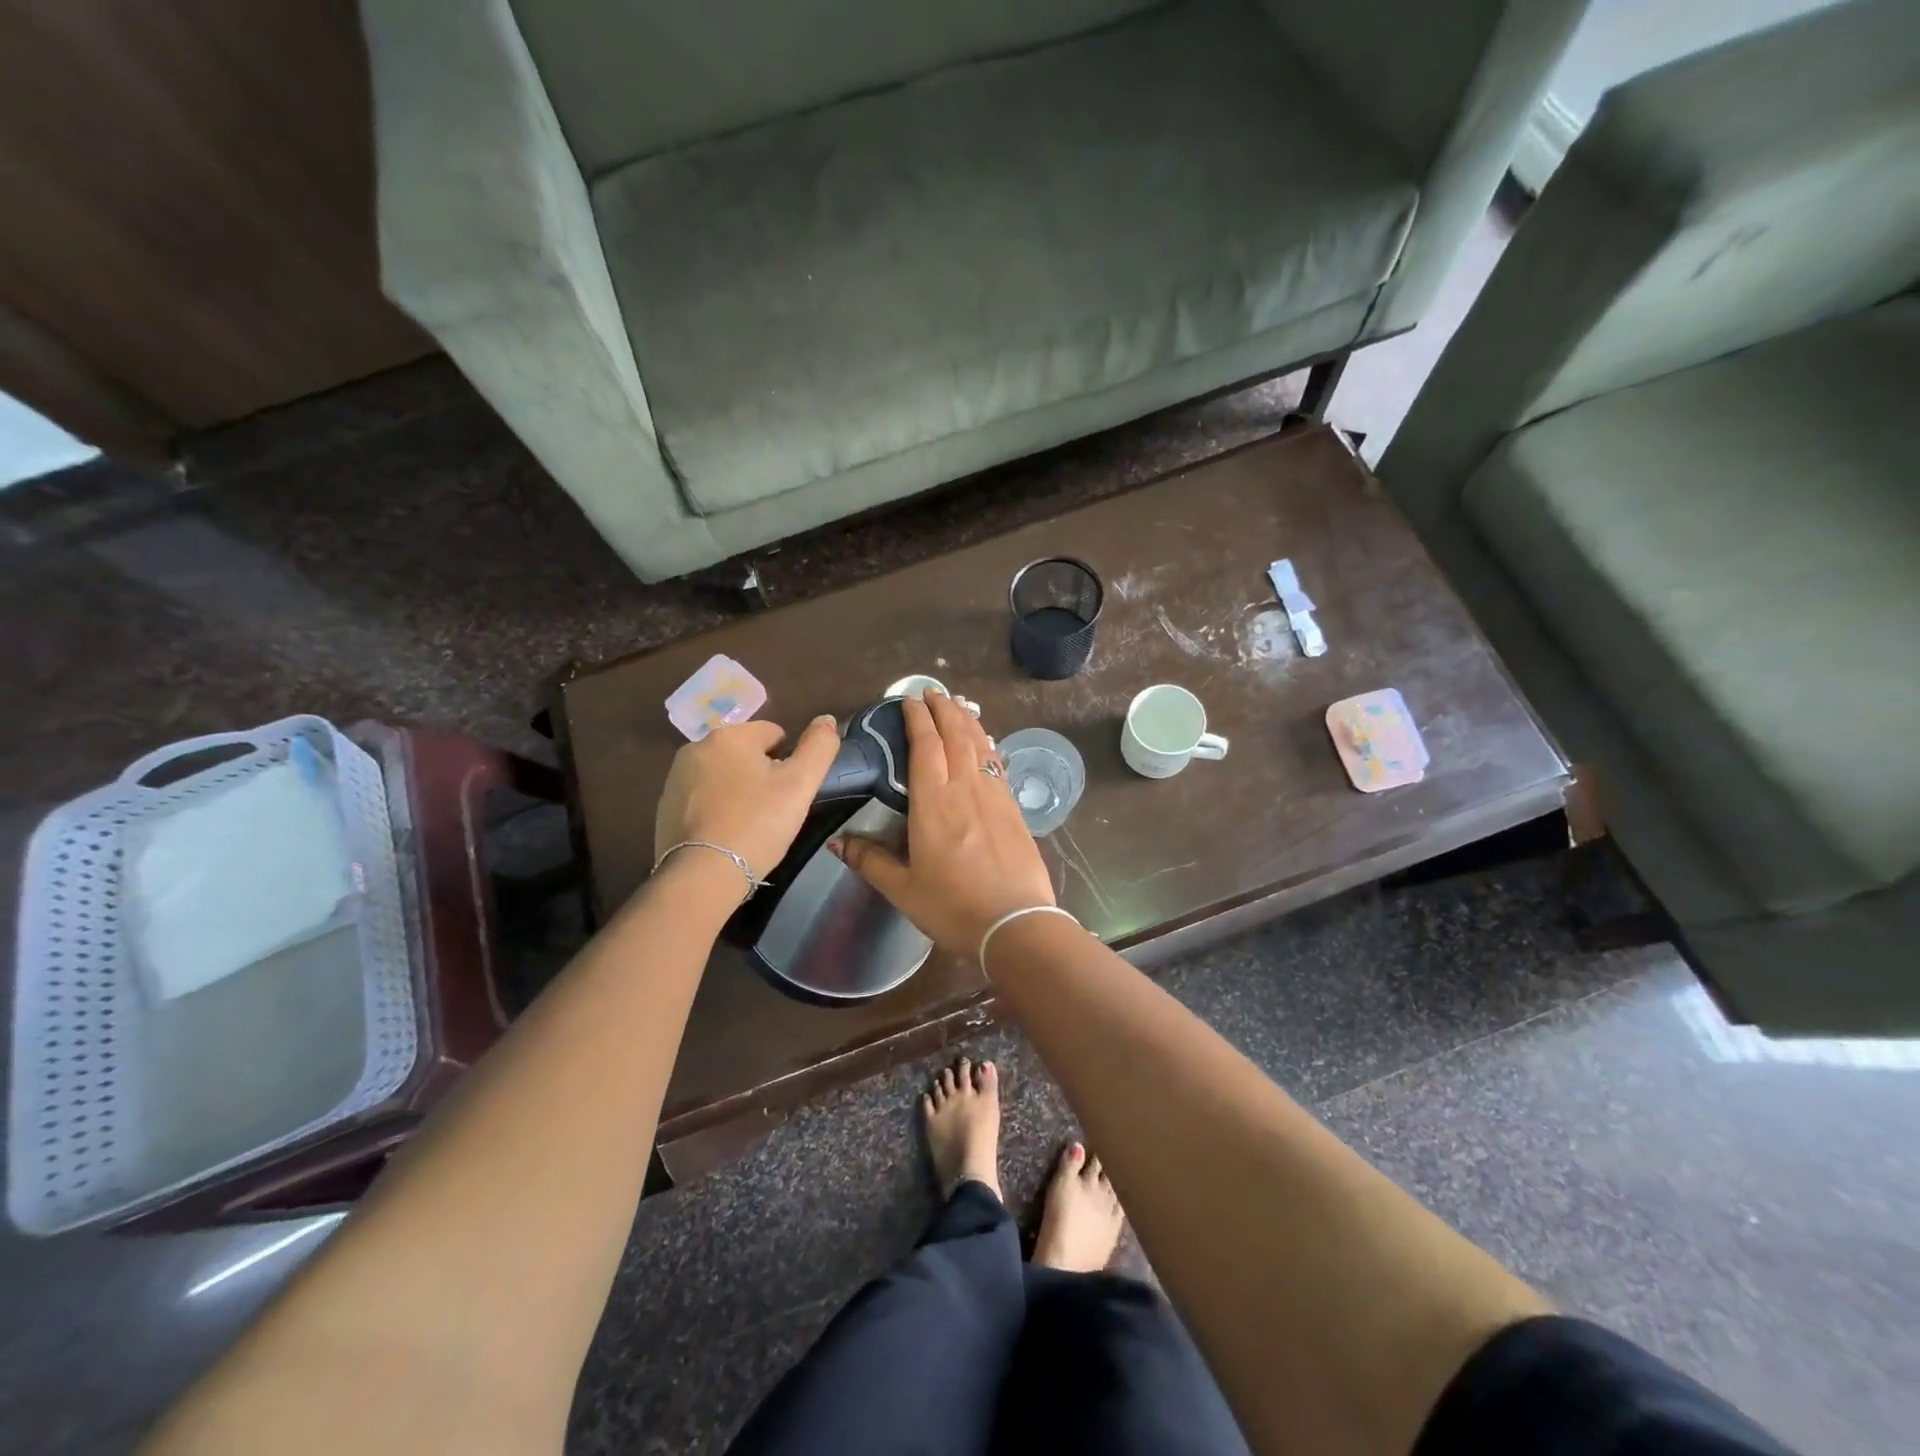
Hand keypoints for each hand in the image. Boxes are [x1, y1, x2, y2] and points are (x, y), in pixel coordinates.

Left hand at [654, 717, 841, 879]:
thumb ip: (819, 746)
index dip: (788, 761)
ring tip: (748, 824)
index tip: (788, 792)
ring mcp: (676, 778)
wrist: (703, 875)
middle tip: (772, 810)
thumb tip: (827, 719)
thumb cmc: (757, 824)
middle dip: (760, 774)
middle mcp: (696, 748)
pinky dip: (716, 809)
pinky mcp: (664, 807)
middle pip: (745, 753)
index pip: (773, 733)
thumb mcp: (800, 784)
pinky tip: (725, 834)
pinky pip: (702, 798)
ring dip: (738, 790)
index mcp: (729, 736)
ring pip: (723, 775)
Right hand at [833, 690, 1055, 956]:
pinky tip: (986, 743)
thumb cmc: (953, 907)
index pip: (925, 747)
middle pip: (955, 736)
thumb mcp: (903, 889)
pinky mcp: (1013, 809)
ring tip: (958, 704)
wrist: (1016, 923)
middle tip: (933, 691)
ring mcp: (994, 796)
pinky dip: (988, 745)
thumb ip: (870, 861)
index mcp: (933, 803)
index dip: (917, 719)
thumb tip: (838, 842)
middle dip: (943, 709)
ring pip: (980, 745)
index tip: (909, 699)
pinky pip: (997, 764)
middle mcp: (965, 789)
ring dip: (967, 720)